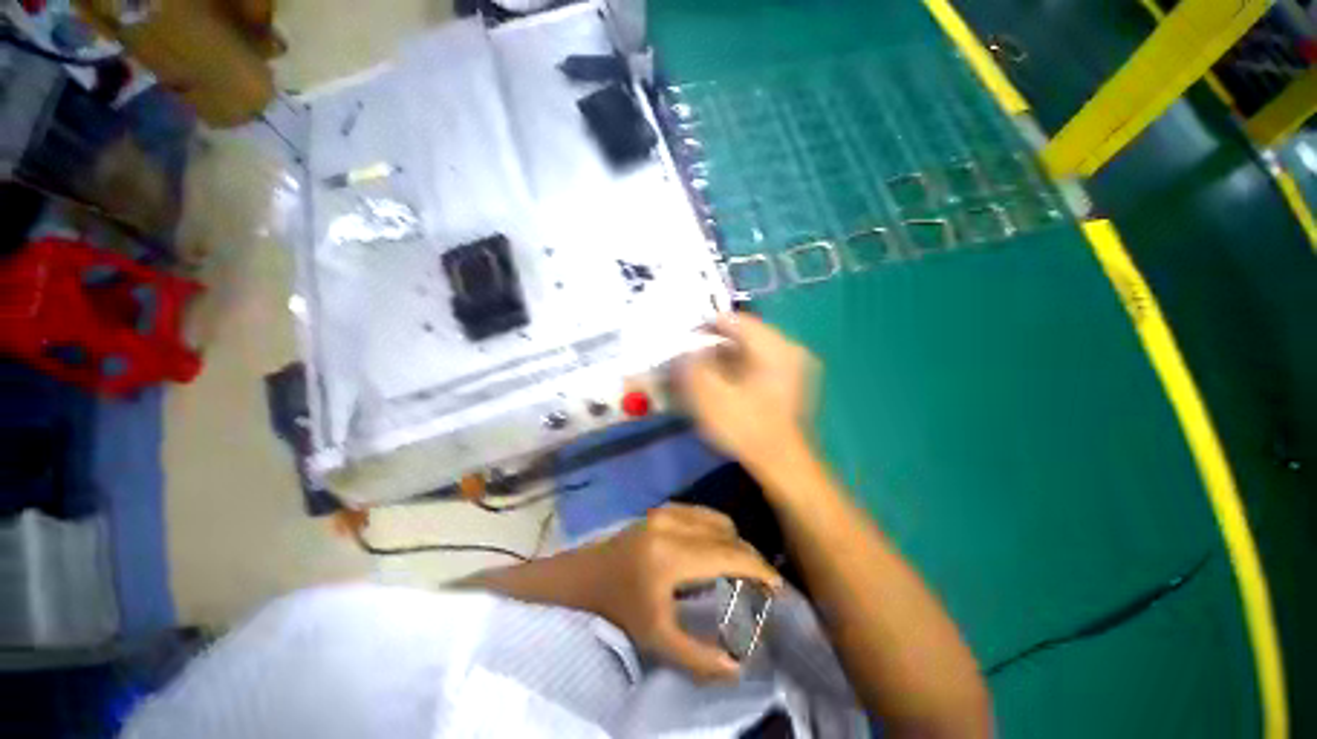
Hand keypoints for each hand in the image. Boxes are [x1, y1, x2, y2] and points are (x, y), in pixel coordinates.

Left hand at [585, 504, 782, 680]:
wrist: (589, 575)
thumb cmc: (621, 608)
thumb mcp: (657, 639)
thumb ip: (698, 658)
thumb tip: (738, 666)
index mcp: (672, 555)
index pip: (730, 555)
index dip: (759, 569)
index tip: (778, 587)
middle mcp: (673, 524)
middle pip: (728, 533)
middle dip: (750, 557)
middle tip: (759, 584)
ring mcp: (667, 510)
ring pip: (718, 519)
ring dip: (735, 542)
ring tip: (739, 567)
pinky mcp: (663, 507)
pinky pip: (703, 513)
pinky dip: (718, 530)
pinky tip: (715, 549)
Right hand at [680, 313, 816, 471]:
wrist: (783, 466)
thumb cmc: (747, 428)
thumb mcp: (710, 395)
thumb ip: (692, 365)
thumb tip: (684, 349)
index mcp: (775, 346)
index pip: (734, 320)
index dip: (705, 327)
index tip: (684, 340)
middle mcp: (788, 349)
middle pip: (742, 335)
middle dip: (713, 345)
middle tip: (690, 358)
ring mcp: (792, 367)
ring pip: (749, 351)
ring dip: (723, 358)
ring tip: (701, 370)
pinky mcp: (789, 383)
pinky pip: (757, 365)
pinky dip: (737, 369)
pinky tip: (721, 382)